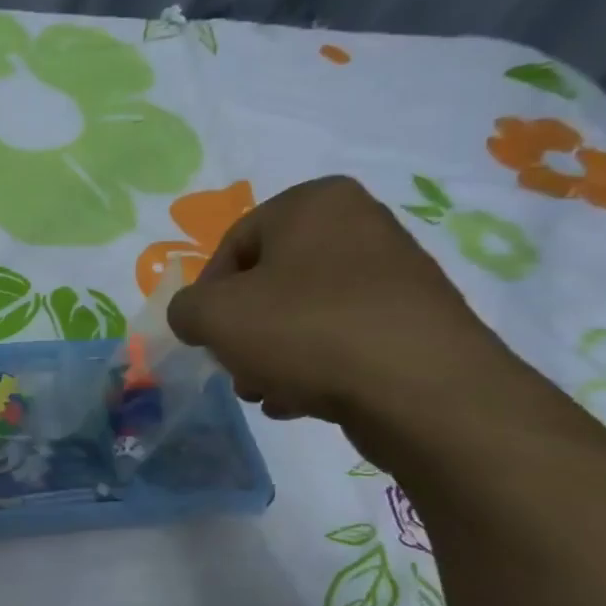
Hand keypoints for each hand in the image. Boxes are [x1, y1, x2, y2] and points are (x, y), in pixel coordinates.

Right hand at [167, 176, 523, 433]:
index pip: (233, 245)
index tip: (204, 338)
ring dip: (271, 356)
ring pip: (301, 315)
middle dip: (242, 333)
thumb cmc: (305, 330)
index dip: (207, 296)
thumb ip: (186, 309)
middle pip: (268, 284)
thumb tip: (195, 316)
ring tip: (265, 393)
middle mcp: (359, 225)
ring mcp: (393, 274)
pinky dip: (313, 366)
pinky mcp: (411, 321)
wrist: (420, 387)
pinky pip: (340, 338)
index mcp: (314, 203)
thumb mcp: (214, 316)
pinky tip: (301, 401)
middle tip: (235, 370)